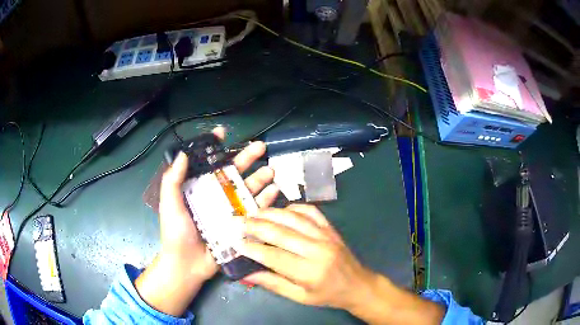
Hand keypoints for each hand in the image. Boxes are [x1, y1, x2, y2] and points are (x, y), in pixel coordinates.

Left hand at [136, 127, 278, 315]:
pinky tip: (274, 190)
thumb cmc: (176, 233)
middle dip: (247, 158)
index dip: (215, 146)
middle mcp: (215, 195)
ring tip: (271, 170)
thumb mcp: (170, 204)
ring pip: (247, 189)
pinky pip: (255, 209)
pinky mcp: (240, 224)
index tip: (223, 133)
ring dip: (260, 178)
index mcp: (198, 188)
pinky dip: (265, 200)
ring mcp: (229, 210)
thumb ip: (173, 180)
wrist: (187, 264)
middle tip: (261, 147)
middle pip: (233, 172)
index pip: (208, 162)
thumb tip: (182, 153)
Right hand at [240, 205, 444, 323]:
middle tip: (238, 222)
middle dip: (256, 226)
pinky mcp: (331, 228)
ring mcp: (326, 236)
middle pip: (281, 233)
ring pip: (294, 218)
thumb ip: (273, 284)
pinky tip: (281, 211)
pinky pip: (310, 212)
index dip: (253, 248)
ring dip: (271, 214)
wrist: (357, 285)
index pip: (274, 256)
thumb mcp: (300, 296)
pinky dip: (293, 208)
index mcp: (310, 272)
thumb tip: (246, 274)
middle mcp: (318, 250)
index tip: (236, 242)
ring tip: (253, 214)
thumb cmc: (327, 295)